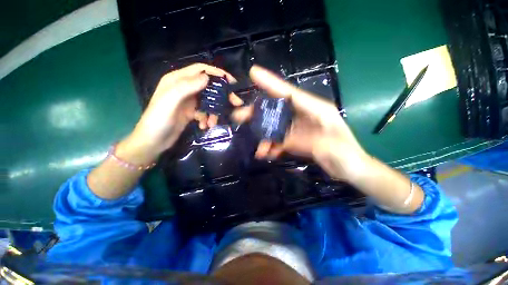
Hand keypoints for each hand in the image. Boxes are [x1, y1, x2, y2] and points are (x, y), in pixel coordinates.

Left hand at [124, 64, 241, 162]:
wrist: (153, 142)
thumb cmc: (158, 120)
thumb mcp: (170, 101)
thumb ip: (186, 86)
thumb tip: (207, 77)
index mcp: (177, 80)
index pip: (200, 70)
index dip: (217, 73)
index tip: (231, 81)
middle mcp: (184, 88)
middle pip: (208, 86)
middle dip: (222, 95)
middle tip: (235, 103)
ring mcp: (189, 101)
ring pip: (209, 101)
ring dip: (213, 112)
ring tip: (212, 123)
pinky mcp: (192, 112)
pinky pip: (205, 112)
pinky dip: (207, 119)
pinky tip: (203, 126)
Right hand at [233, 65, 369, 181]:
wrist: (353, 169)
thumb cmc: (347, 156)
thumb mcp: (330, 148)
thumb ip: (305, 142)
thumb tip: (281, 140)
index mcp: (316, 110)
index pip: (290, 93)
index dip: (272, 83)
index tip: (254, 73)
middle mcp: (306, 115)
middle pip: (278, 109)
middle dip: (259, 113)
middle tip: (239, 116)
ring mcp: (300, 127)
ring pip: (277, 127)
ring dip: (266, 137)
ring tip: (259, 150)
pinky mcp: (298, 139)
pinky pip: (281, 140)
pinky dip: (273, 146)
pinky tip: (268, 154)